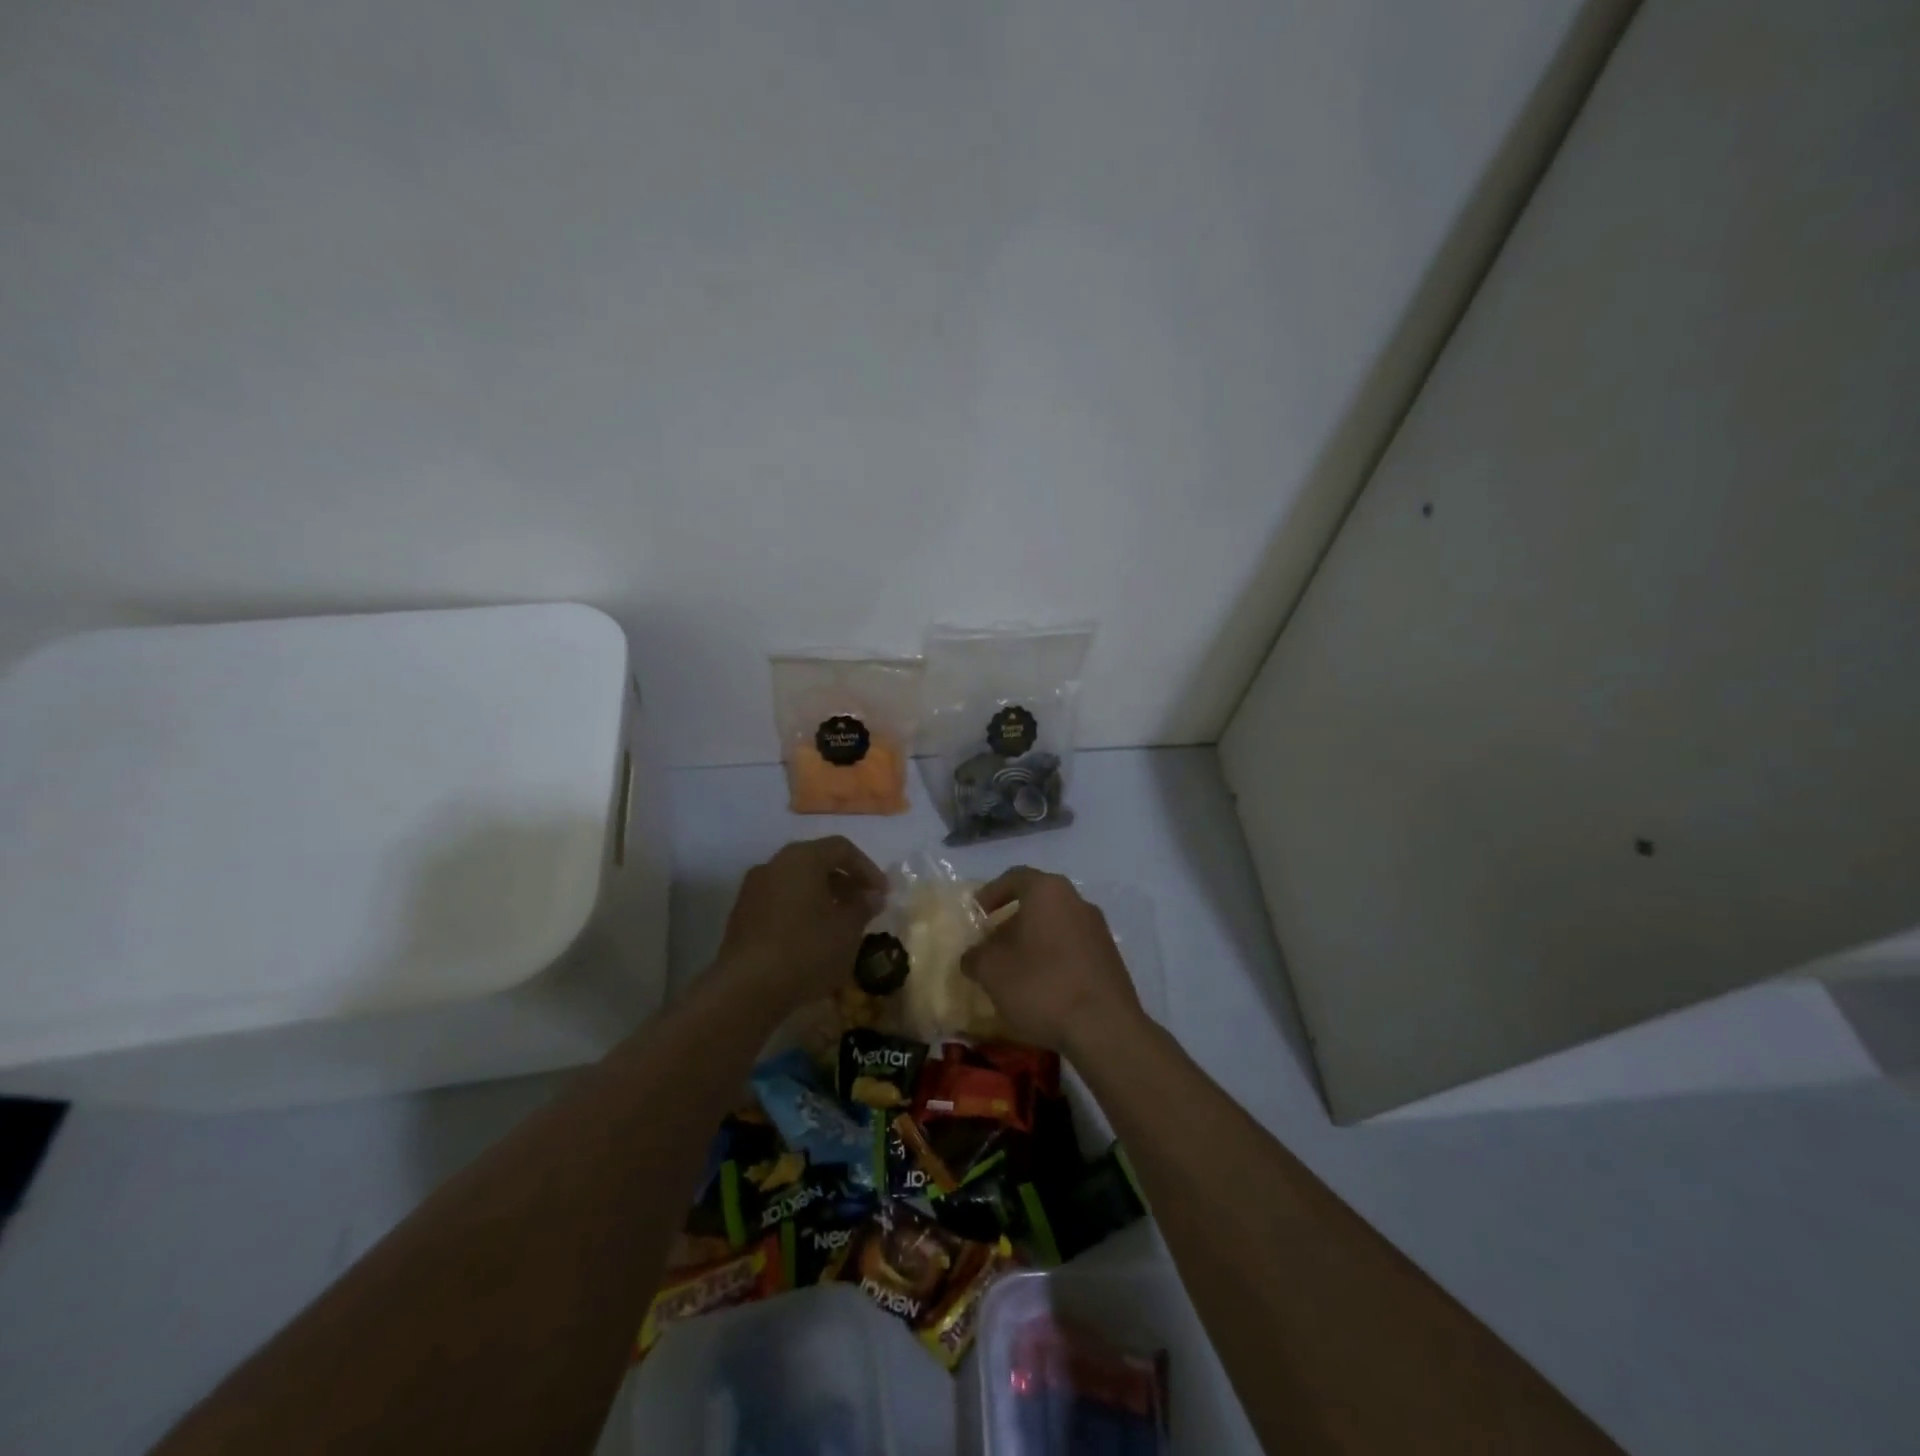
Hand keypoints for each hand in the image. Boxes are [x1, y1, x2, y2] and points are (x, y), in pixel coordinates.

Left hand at [713, 836, 886, 1010]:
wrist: (746, 989)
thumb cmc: (806, 950)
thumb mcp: (847, 929)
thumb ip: (863, 906)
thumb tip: (872, 896)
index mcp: (802, 858)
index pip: (842, 848)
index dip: (868, 868)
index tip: (882, 894)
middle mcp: (774, 864)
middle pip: (817, 861)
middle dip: (845, 881)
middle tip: (864, 905)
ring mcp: (753, 889)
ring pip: (797, 882)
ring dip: (822, 896)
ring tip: (840, 923)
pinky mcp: (741, 915)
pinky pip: (780, 901)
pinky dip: (801, 909)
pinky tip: (812, 937)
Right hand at [962, 867, 1144, 1056]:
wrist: (1105, 1028)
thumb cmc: (1042, 985)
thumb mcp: (992, 971)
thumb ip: (975, 956)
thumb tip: (973, 956)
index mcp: (1048, 891)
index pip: (1015, 877)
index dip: (991, 892)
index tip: (976, 913)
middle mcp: (1077, 901)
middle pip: (1038, 901)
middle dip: (1012, 920)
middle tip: (992, 943)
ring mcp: (1098, 929)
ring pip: (1057, 924)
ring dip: (1033, 940)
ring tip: (1014, 969)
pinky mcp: (1110, 957)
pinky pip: (1073, 946)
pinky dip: (1054, 957)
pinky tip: (1042, 986)